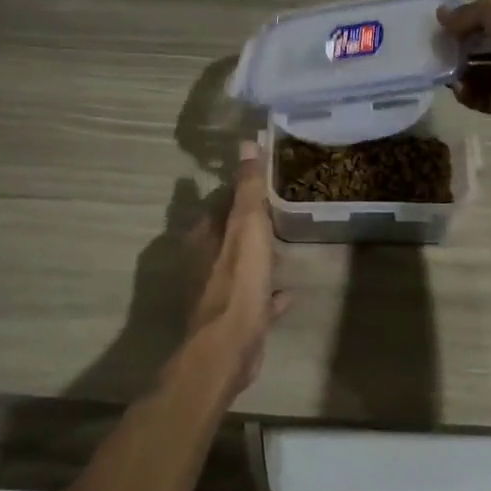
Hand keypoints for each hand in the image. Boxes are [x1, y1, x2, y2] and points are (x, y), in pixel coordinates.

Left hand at [184, 140, 287, 398]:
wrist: (227, 347)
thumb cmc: (237, 281)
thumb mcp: (247, 226)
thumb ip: (248, 187)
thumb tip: (246, 142)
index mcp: (204, 236)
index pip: (221, 203)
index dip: (240, 191)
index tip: (263, 180)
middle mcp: (204, 261)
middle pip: (228, 234)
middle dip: (249, 223)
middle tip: (279, 211)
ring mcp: (216, 292)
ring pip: (238, 266)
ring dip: (256, 257)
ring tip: (283, 247)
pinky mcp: (232, 319)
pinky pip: (253, 299)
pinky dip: (267, 294)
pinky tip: (286, 293)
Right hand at [437, 0, 490, 128]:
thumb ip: (466, 13)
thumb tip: (440, 16)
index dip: (468, 20)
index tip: (443, 27)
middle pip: (487, 45)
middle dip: (461, 48)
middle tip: (436, 51)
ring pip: (485, 73)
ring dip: (462, 73)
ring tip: (442, 73)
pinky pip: (489, 98)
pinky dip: (471, 95)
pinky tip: (457, 89)